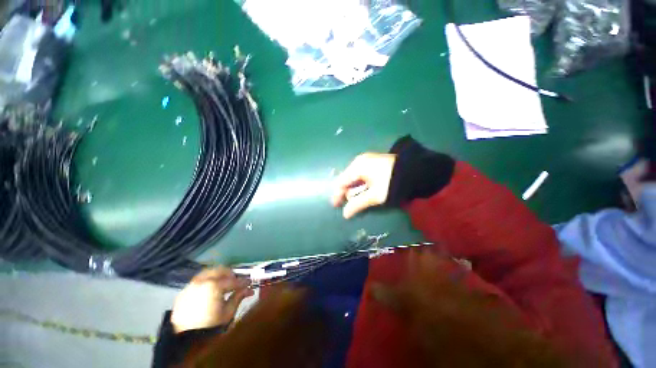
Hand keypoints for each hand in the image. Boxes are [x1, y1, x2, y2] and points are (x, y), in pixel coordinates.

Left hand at [171, 267, 253, 332]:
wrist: (187, 341)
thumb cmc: (211, 326)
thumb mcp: (228, 312)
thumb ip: (238, 297)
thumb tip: (248, 289)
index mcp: (214, 286)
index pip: (232, 280)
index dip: (243, 282)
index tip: (249, 283)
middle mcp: (201, 282)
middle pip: (219, 270)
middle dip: (229, 275)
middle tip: (235, 281)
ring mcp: (190, 287)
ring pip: (207, 274)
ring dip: (217, 277)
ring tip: (222, 285)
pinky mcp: (182, 294)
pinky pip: (196, 283)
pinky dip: (205, 283)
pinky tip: (209, 292)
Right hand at [331, 153, 395, 218]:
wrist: (415, 170)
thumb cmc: (392, 183)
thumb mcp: (374, 195)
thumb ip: (358, 204)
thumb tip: (345, 214)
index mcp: (357, 167)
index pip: (341, 182)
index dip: (337, 194)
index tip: (335, 206)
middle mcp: (359, 161)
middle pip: (347, 179)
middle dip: (348, 192)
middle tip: (351, 204)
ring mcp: (366, 160)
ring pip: (354, 177)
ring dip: (355, 189)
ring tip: (360, 198)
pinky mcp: (372, 162)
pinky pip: (361, 174)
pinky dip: (361, 184)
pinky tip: (365, 190)